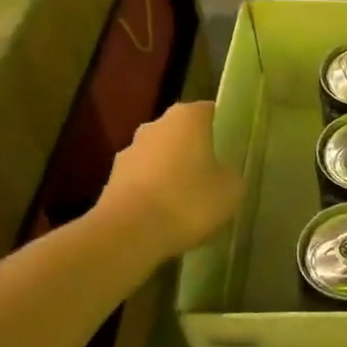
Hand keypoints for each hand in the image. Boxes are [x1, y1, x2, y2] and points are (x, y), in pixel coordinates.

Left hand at [97, 101, 243, 258]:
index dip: (224, 129)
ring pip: (160, 157)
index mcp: (187, 117)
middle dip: (196, 151)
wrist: (128, 234)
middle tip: (216, 175)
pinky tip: (167, 217)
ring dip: (173, 172)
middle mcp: (155, 125)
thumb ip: (230, 174)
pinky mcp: (112, 181)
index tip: (234, 149)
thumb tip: (222, 174)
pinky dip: (154, 193)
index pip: (211, 112)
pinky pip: (143, 181)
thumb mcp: (231, 189)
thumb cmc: (188, 200)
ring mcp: (129, 152)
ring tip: (190, 201)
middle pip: (182, 134)